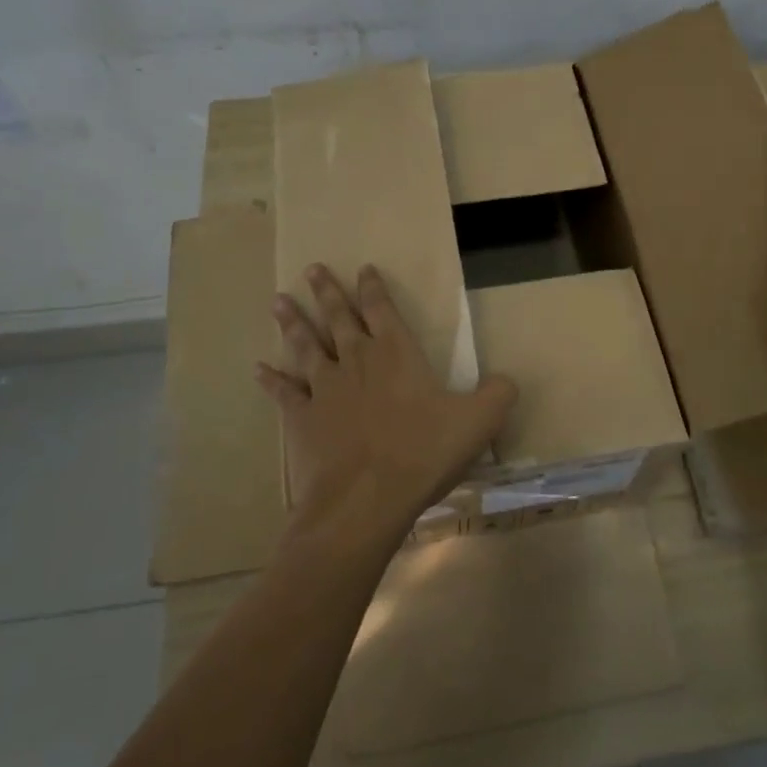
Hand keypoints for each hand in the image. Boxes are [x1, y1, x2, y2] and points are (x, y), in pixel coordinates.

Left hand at [256, 264, 516, 554]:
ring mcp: (324, 388)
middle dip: (327, 291)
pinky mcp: (301, 418)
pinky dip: (270, 379)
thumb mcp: (479, 421)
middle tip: (311, 268)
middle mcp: (356, 360)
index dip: (373, 286)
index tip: (363, 268)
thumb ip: (497, 395)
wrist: (366, 498)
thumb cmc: (423, 453)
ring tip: (278, 300)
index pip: (383, 308)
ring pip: (305, 345)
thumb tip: (508, 381)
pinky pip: (282, 392)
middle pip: (338, 317)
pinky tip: (258, 367)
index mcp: (397, 353)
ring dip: (292, 322)